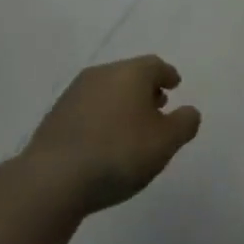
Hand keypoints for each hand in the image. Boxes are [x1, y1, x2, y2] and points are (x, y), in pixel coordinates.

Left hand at [19, 56, 201, 215]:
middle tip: (157, 106)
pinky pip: (89, 108)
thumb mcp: (165, 142)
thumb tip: (189, 111)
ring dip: (122, 103)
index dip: (168, 75)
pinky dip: (102, 116)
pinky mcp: (56, 116)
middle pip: (129, 75)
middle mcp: (101, 74)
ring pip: (107, 90)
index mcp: (130, 73)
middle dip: (145, 89)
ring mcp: (74, 93)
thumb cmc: (119, 154)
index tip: (175, 85)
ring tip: (132, 127)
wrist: (54, 178)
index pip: (155, 65)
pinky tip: (105, 140)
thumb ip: (184, 123)